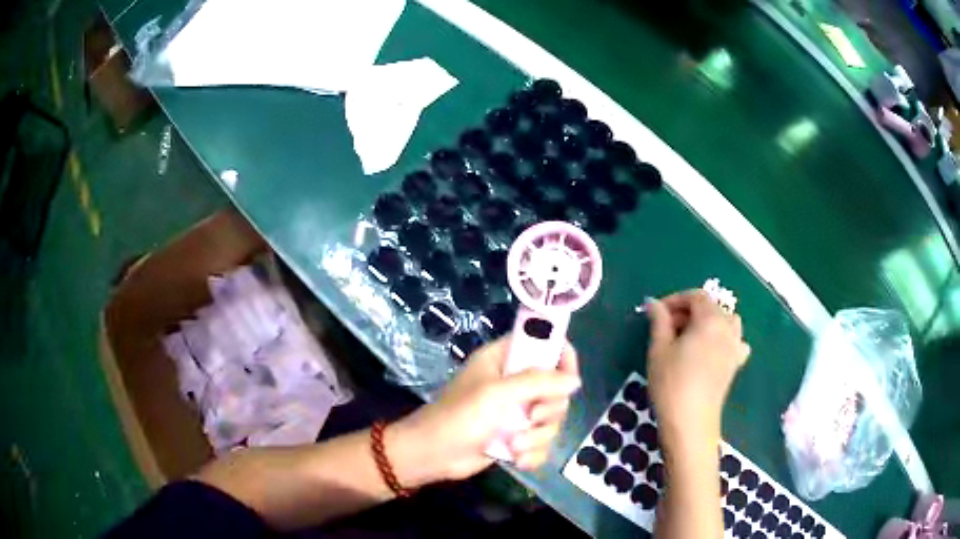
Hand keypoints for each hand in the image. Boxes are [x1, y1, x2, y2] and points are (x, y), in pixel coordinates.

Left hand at [387, 336, 580, 487]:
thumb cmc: (459, 417)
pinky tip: (516, 460)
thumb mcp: (497, 394)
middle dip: (548, 410)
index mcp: (504, 360)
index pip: (544, 345)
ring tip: (514, 445)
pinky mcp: (516, 437)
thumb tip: (576, 381)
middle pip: (556, 389)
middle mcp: (513, 383)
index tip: (569, 380)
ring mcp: (516, 413)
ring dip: (537, 437)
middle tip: (532, 416)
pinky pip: (542, 443)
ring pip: (551, 420)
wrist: (432, 456)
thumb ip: (538, 382)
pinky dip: (532, 453)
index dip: (562, 359)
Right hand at [646, 290, 749, 448]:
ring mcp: (735, 347)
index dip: (675, 300)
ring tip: (690, 337)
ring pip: (727, 321)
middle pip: (711, 307)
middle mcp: (727, 328)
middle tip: (667, 328)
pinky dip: (725, 339)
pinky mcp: (735, 364)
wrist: (690, 422)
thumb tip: (654, 303)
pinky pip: (735, 341)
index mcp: (710, 320)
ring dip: (709, 322)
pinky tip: (712, 351)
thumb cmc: (671, 383)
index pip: (695, 296)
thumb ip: (659, 321)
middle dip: (689, 312)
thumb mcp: (659, 350)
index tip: (657, 313)